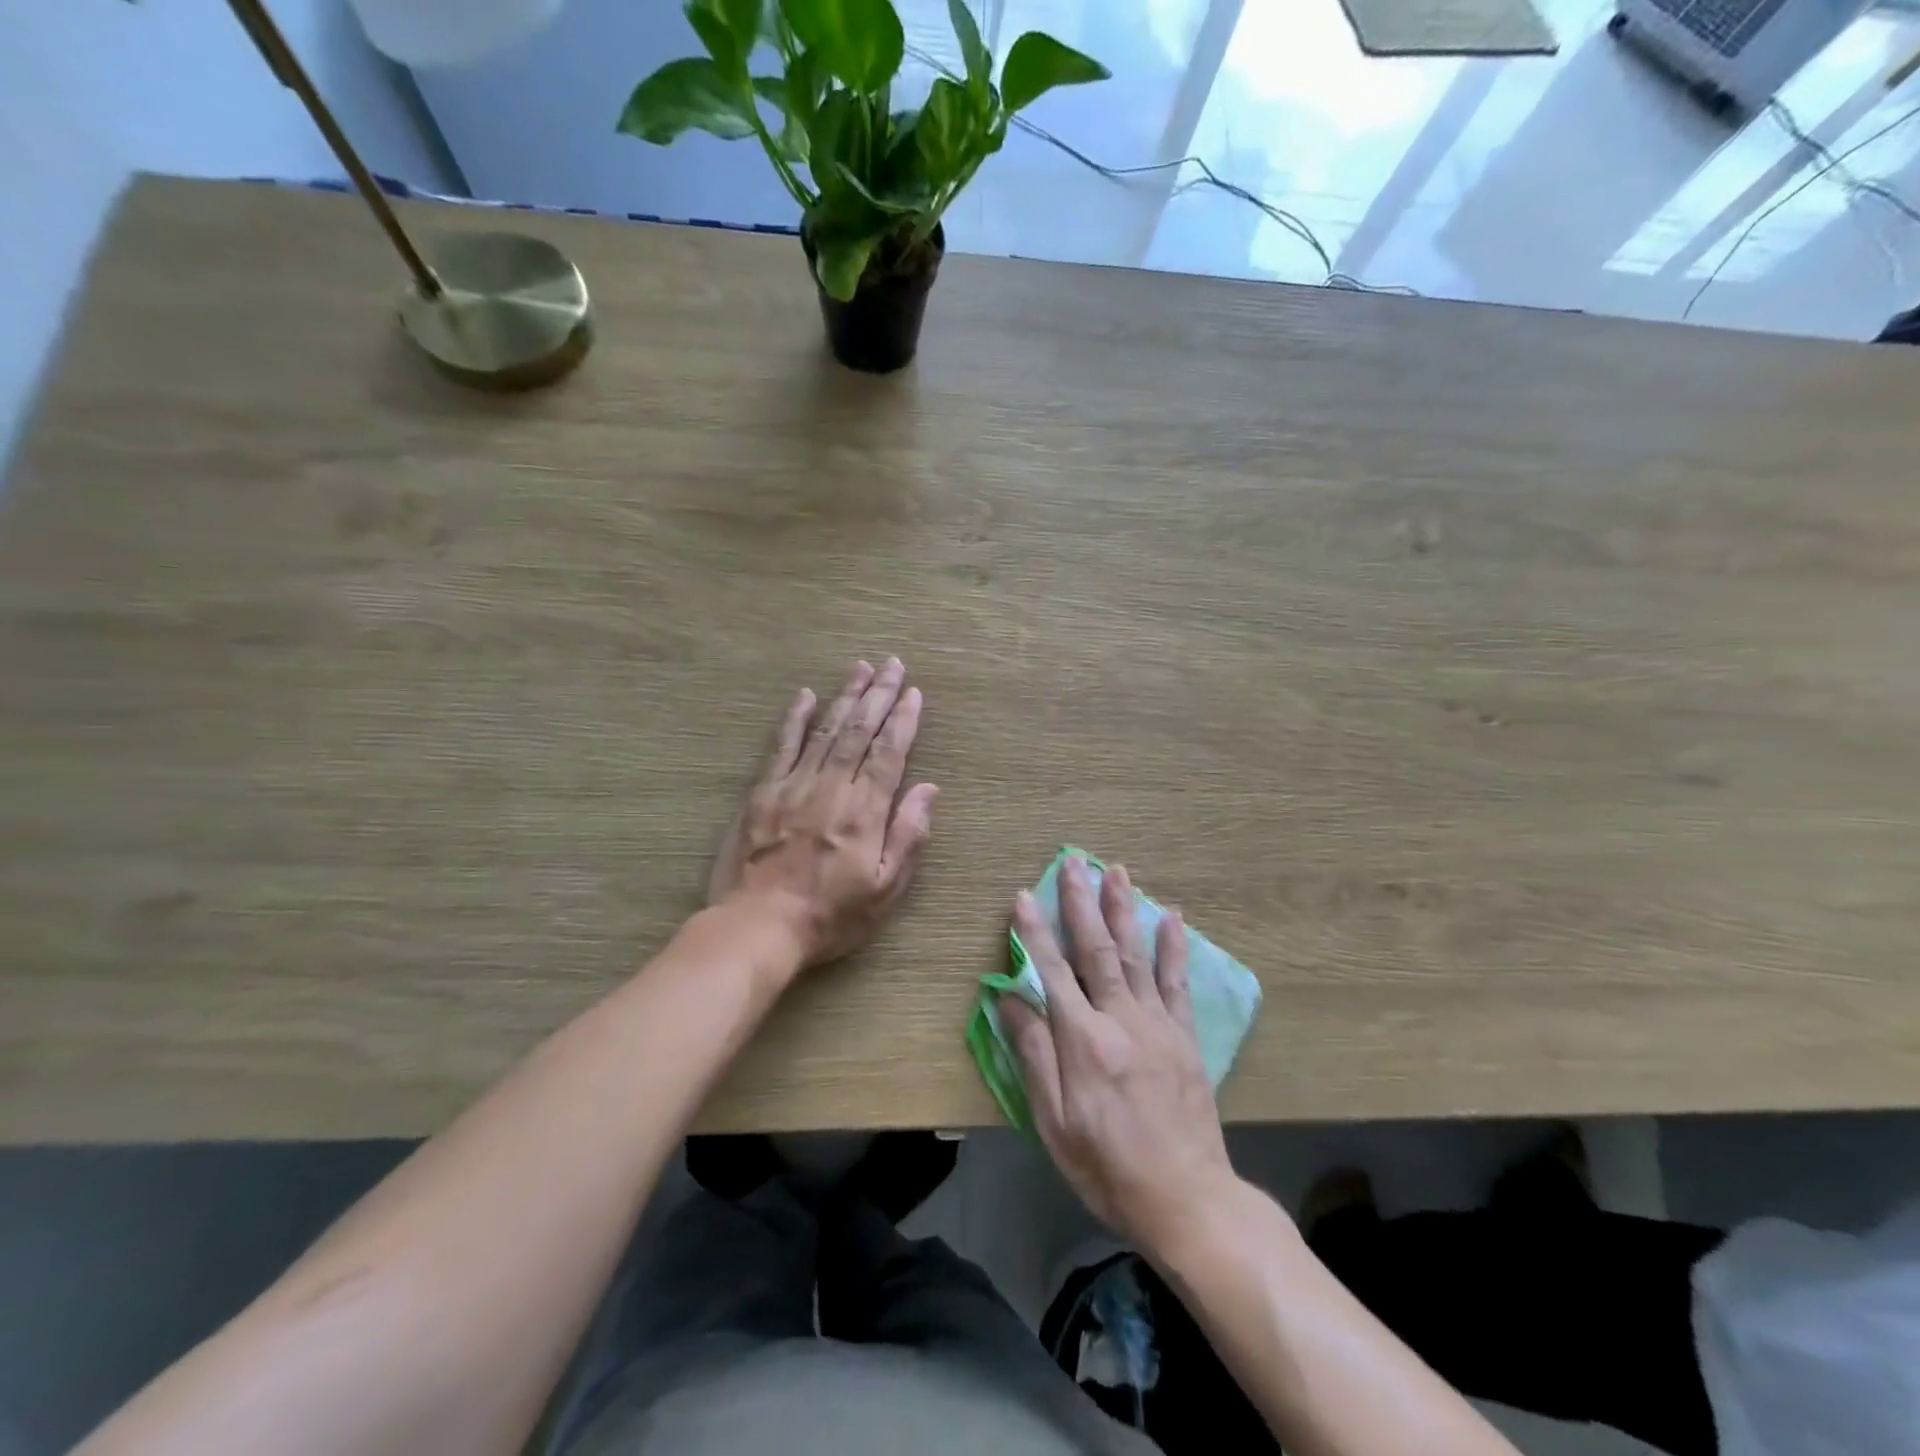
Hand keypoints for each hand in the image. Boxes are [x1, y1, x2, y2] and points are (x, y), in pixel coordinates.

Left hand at [709, 657, 938, 968]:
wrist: (758, 927)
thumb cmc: (830, 915)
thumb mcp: (885, 890)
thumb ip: (908, 836)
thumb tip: (930, 789)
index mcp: (864, 812)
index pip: (889, 753)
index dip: (903, 720)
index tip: (914, 692)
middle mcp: (832, 788)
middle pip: (860, 731)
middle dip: (879, 695)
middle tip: (893, 664)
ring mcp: (794, 786)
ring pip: (826, 731)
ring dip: (845, 697)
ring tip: (861, 668)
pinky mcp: (763, 793)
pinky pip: (782, 746)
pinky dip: (795, 719)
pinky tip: (806, 696)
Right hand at [1002, 856, 1239, 1257]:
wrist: (1187, 1200)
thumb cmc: (1107, 1167)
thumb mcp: (1054, 1123)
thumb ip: (1033, 1055)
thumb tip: (1009, 999)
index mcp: (1083, 1042)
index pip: (1052, 972)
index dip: (1034, 932)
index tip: (1024, 895)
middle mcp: (1121, 1020)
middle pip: (1097, 950)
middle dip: (1082, 902)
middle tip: (1074, 861)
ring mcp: (1158, 1024)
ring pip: (1137, 954)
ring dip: (1124, 908)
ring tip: (1117, 870)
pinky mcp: (1184, 1035)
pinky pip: (1177, 981)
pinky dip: (1174, 946)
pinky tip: (1172, 916)